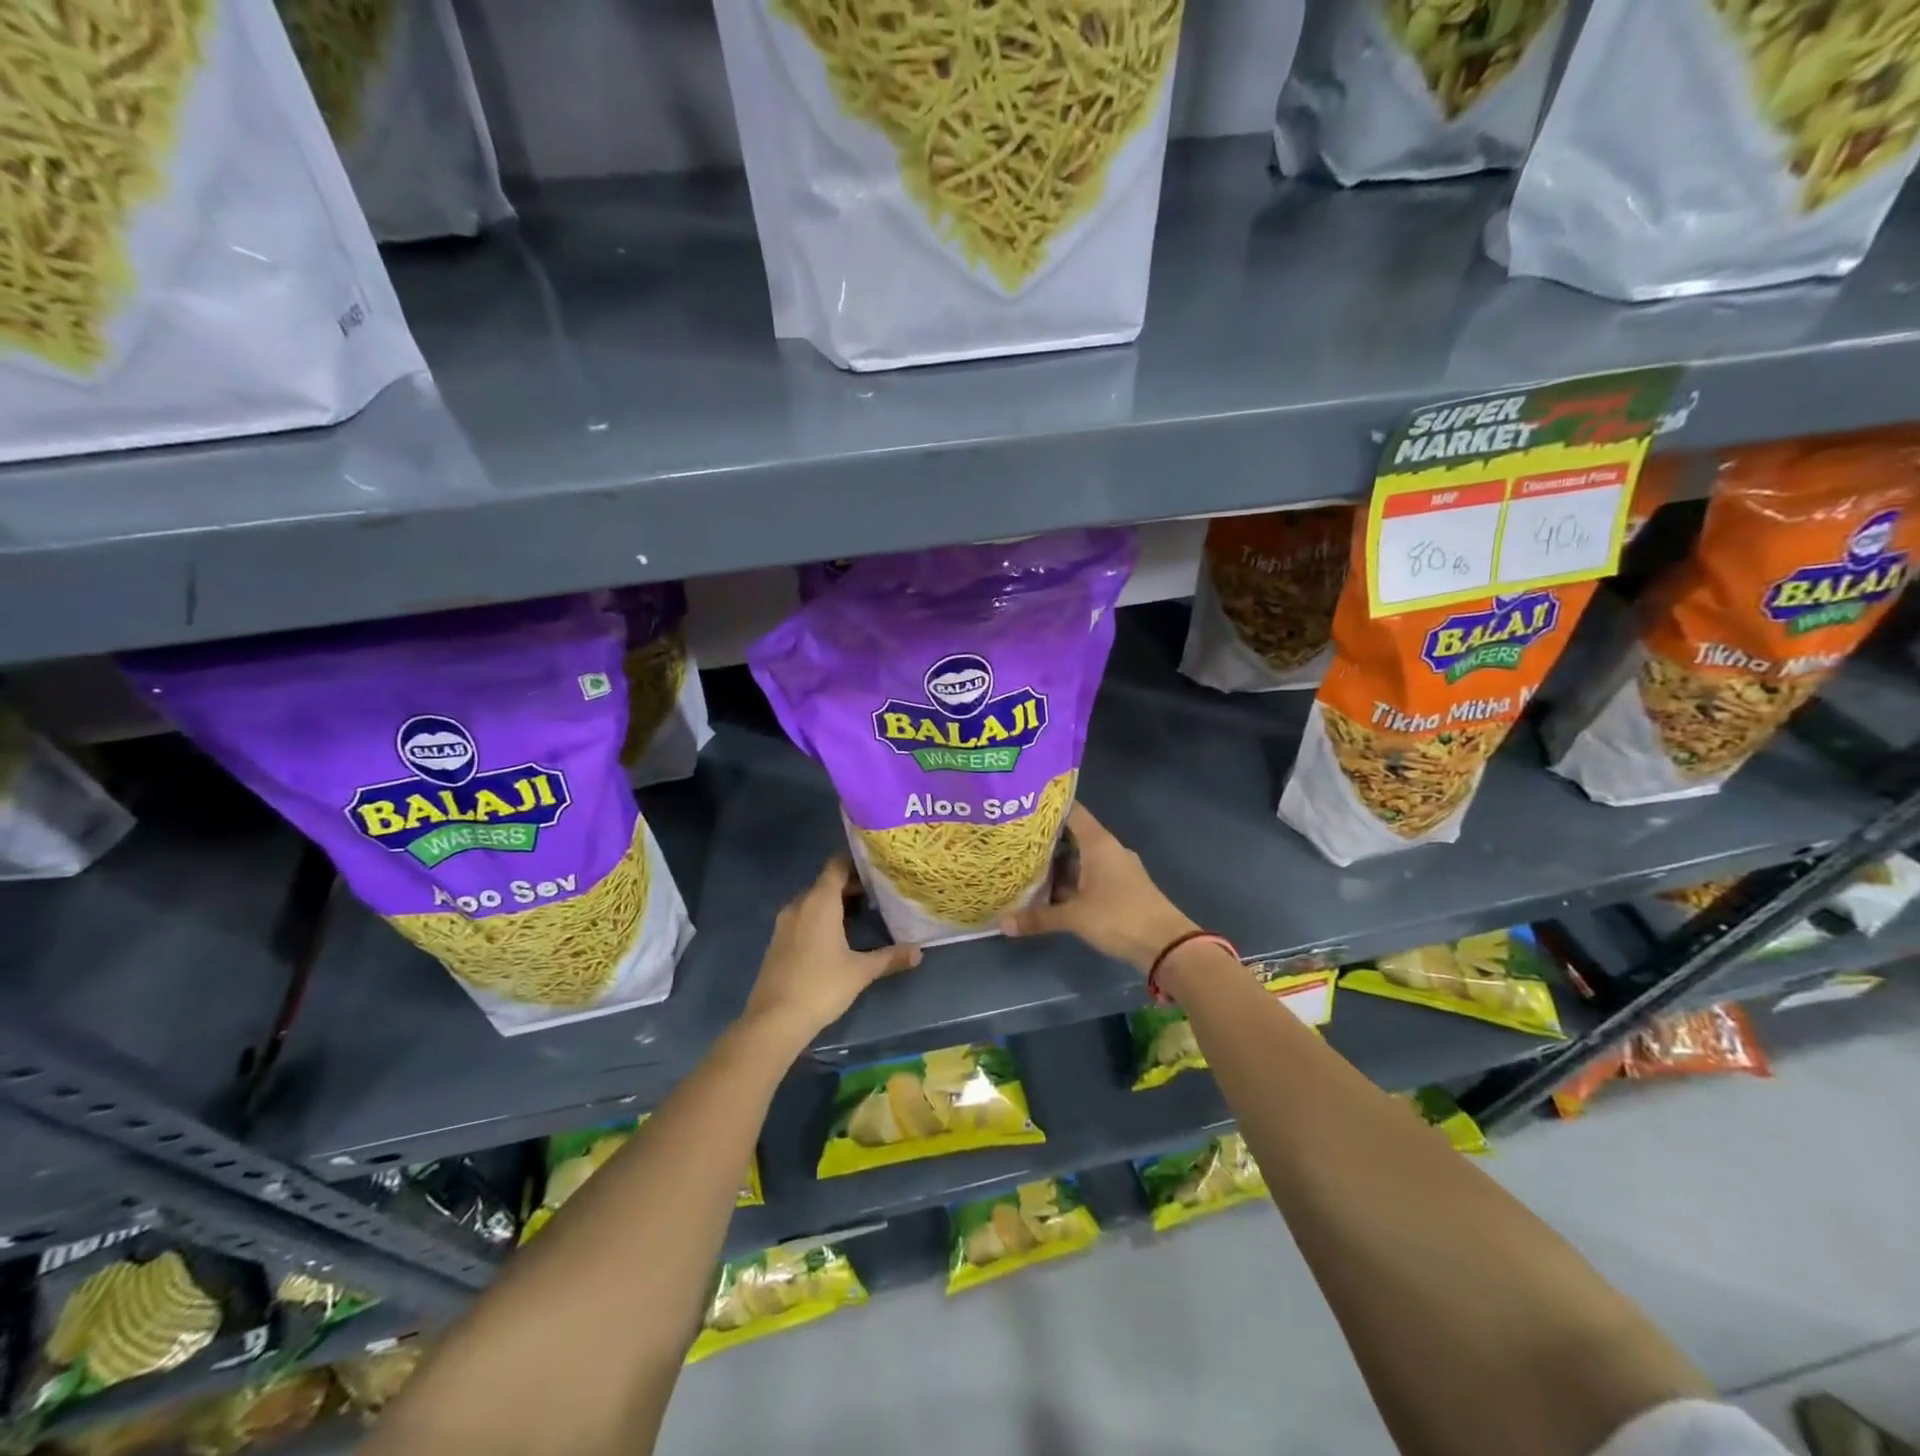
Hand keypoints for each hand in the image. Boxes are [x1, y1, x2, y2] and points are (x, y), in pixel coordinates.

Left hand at [742, 856, 920, 1044]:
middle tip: (878, 894)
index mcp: (820, 902)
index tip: (877, 867)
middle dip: (850, 885)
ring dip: (834, 903)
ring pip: (812, 901)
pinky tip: (836, 937)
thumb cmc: (821, 986)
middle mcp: (799, 904)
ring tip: (861, 914)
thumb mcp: (861, 971)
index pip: (836, 865)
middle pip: (826, 883)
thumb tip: (919, 951)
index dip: (856, 862)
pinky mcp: (777, 941)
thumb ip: (890, 957)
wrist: (774, 1020)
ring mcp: (784, 923)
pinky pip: (802, 917)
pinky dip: (819, 918)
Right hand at [1000, 804, 1196, 974]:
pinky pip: (1089, 876)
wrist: (1166, 945)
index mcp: (1099, 843)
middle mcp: (1108, 849)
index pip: (1072, 811)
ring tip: (1025, 866)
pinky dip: (1071, 881)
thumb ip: (1039, 917)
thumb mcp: (1074, 917)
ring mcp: (1116, 869)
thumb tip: (1003, 923)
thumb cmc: (1119, 917)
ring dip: (1057, 864)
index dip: (1048, 807)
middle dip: (1045, 840)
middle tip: (1014, 841)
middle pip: (1073, 836)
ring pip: (1080, 859)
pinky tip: (1050, 892)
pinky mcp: (1120, 888)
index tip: (1022, 807)